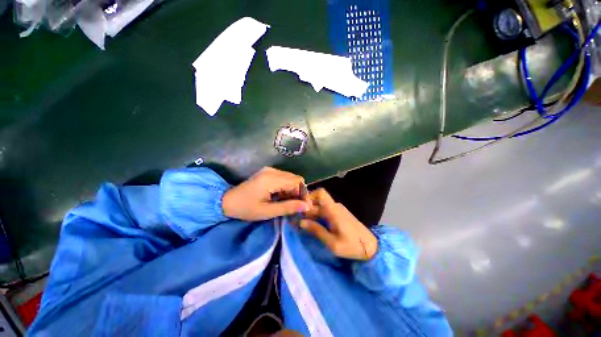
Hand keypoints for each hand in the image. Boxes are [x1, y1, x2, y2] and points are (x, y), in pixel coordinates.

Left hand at [222, 167, 309, 220]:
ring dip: (294, 190)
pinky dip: (287, 187)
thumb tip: (307, 206)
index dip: (304, 194)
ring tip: (290, 203)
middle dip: (300, 192)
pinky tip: (282, 196)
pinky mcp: (268, 172)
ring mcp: (270, 170)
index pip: (297, 182)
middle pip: (295, 178)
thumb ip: (288, 207)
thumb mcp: (268, 211)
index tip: (305, 206)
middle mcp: (272, 171)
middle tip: (298, 206)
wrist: (227, 201)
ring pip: (291, 178)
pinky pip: (284, 178)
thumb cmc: (246, 208)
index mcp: (271, 179)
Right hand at [300, 189, 377, 260]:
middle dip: (306, 208)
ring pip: (320, 206)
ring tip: (303, 224)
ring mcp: (337, 209)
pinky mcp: (339, 214)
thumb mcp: (332, 243)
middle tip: (297, 220)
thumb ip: (317, 231)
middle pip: (317, 201)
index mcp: (333, 210)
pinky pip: (325, 210)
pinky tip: (313, 225)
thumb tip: (301, 222)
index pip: (320, 193)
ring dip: (311, 213)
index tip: (300, 207)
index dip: (309, 196)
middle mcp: (335, 206)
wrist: (371, 247)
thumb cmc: (352, 246)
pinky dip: (317, 215)